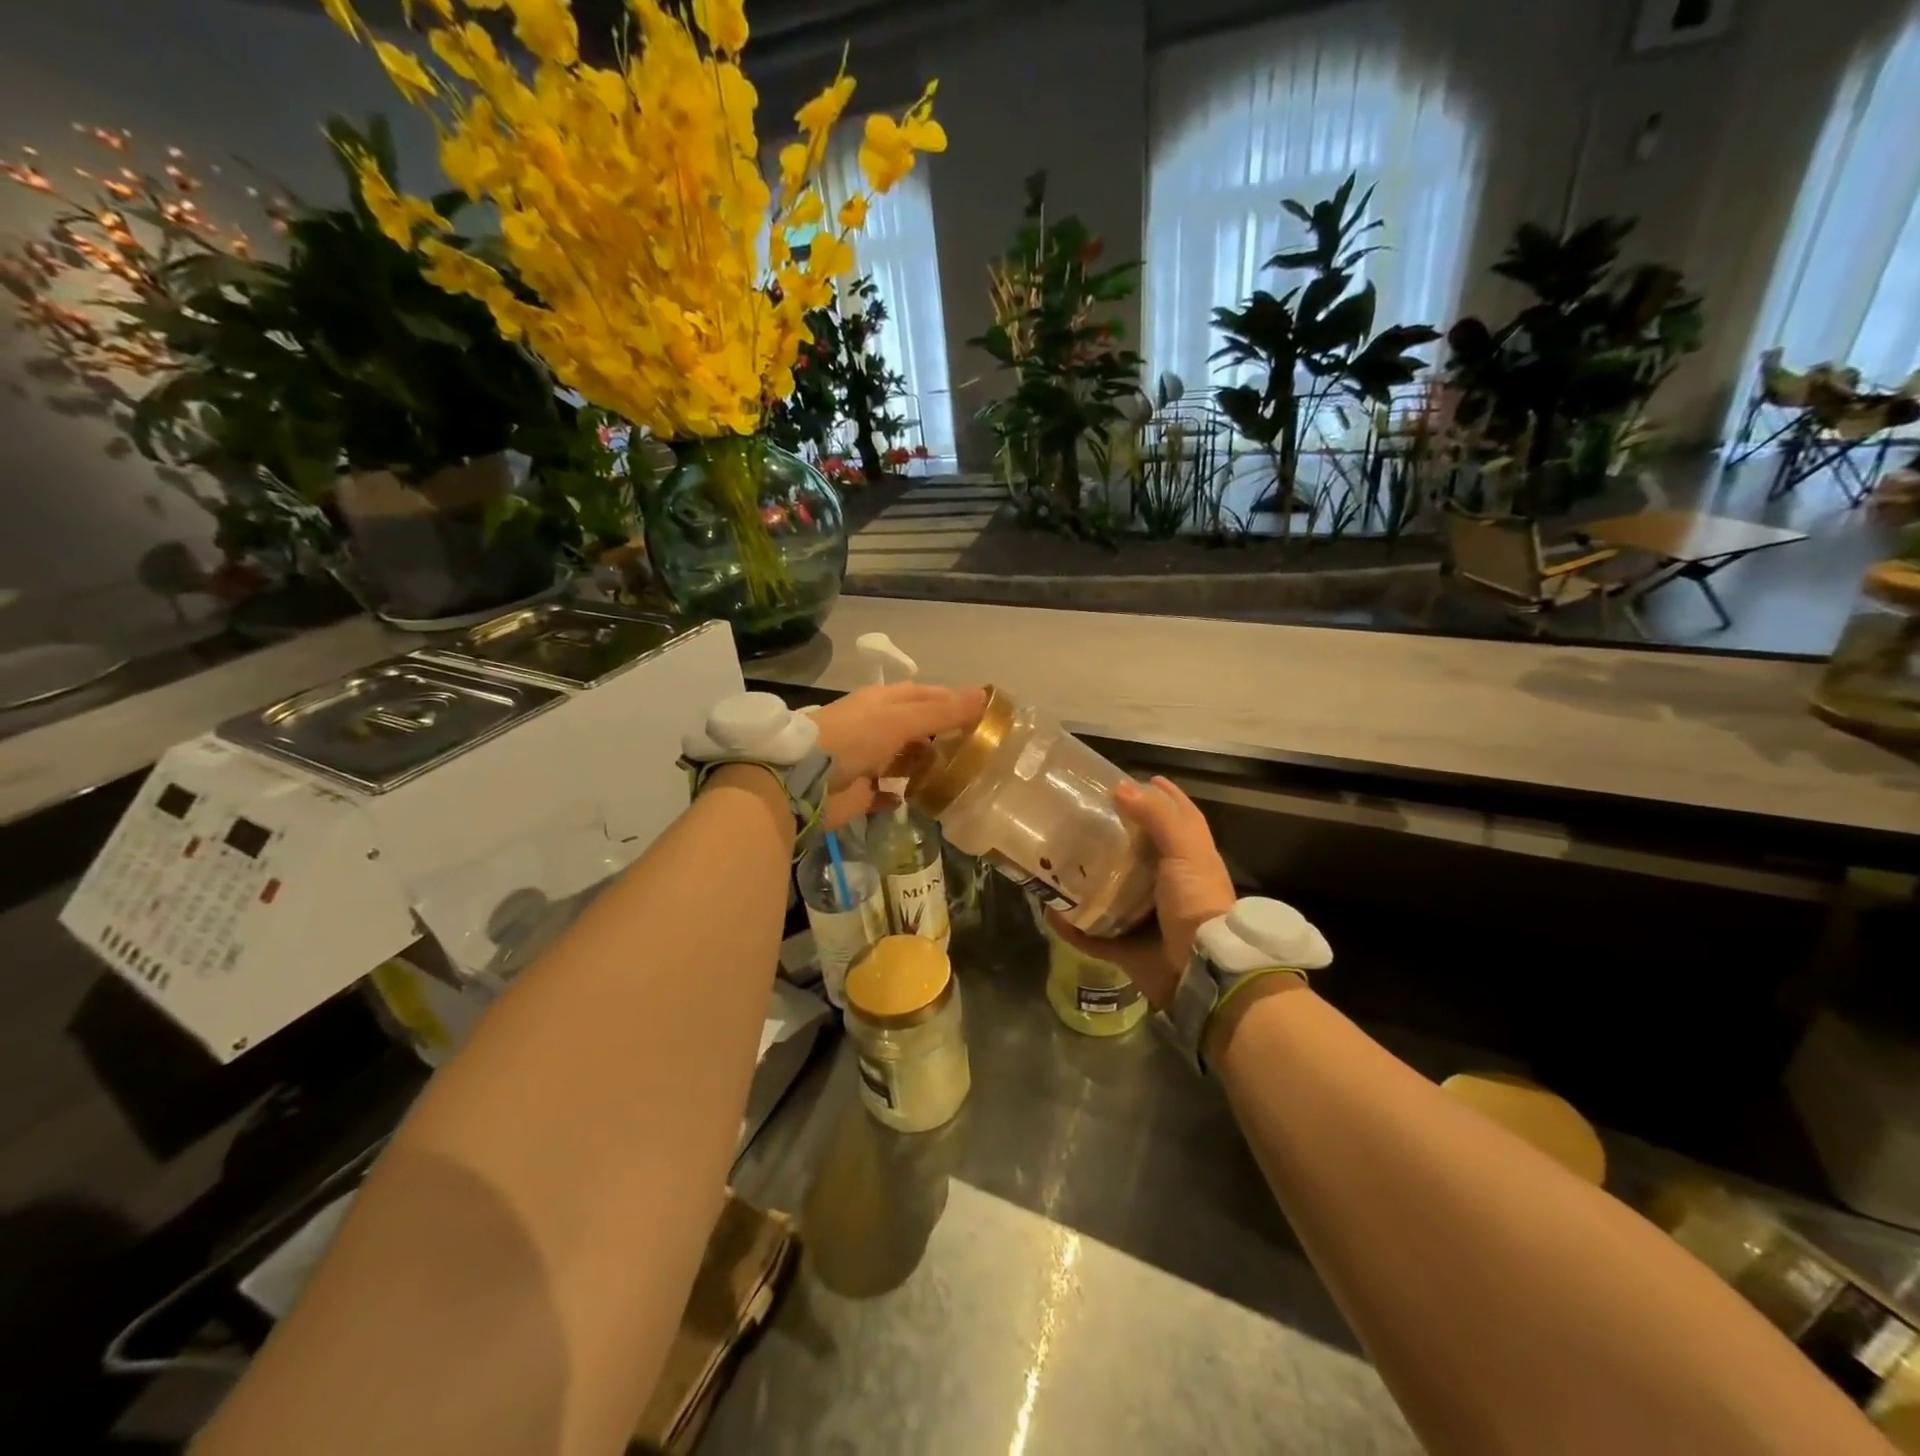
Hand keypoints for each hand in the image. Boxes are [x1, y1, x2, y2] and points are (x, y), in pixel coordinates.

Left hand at [811, 683, 985, 829]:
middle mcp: (876, 727)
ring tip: (960, 777)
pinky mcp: (861, 792)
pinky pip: (887, 793)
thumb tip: (984, 695)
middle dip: (944, 737)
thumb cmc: (854, 739)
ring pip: (905, 761)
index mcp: (884, 702)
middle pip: (917, 729)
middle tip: (979, 751)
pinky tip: (923, 800)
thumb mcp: (901, 719)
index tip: (984, 715)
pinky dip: (902, 795)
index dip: (953, 701)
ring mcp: (868, 761)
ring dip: (927, 767)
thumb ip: (942, 712)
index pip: (926, 695)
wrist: (803, 781)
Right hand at [1050, 776, 1235, 1009]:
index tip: (1133, 780)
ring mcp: (1146, 920)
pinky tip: (1050, 912)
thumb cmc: (1197, 903)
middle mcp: (1168, 887)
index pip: (1176, 819)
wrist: (1202, 972)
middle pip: (1137, 855)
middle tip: (1080, 818)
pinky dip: (1072, 928)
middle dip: (1112, 838)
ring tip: (1057, 860)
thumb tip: (1122, 788)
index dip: (1161, 797)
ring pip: (1110, 895)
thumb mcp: (1185, 851)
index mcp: (1188, 862)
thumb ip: (1158, 818)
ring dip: (1087, 882)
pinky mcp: (1127, 949)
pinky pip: (1092, 937)